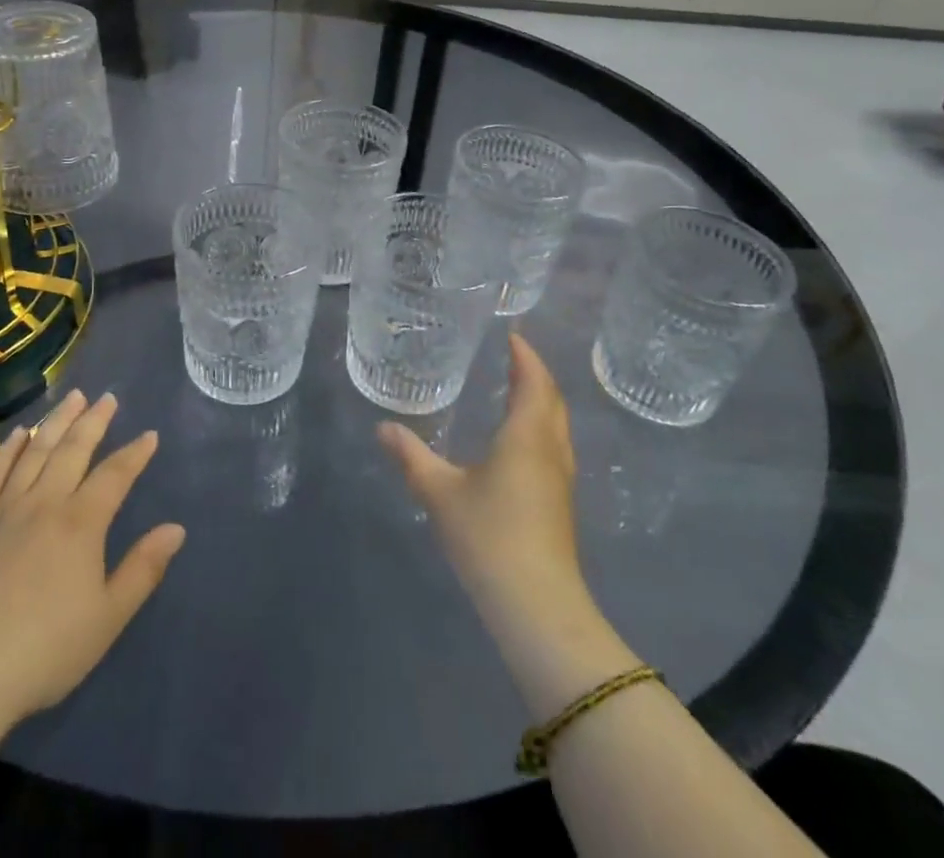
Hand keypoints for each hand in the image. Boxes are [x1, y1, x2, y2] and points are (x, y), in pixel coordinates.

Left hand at [0, 390, 185, 729]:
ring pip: (35, 452)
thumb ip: (143, 569)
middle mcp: (44, 503)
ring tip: (72, 397)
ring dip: (56, 422)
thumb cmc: (44, 651)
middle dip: (94, 421)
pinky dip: (7, 450)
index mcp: (81, 523)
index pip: (115, 475)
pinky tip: (17, 434)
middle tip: (108, 397)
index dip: (135, 453)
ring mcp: (3, 510)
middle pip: (73, 450)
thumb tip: (176, 529)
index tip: (149, 435)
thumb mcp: (107, 618)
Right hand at [378, 334, 633, 712]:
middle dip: (536, 374)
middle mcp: (550, 450)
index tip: (513, 335)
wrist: (537, 607)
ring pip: (557, 426)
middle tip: (513, 356)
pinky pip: (554, 447)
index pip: (533, 382)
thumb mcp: (440, 493)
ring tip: (517, 389)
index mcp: (526, 436)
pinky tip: (520, 442)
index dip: (525, 356)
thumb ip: (411, 457)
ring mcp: (560, 480)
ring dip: (542, 401)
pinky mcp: (559, 504)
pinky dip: (541, 426)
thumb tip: (382, 428)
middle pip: (552, 400)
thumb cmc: (489, 536)